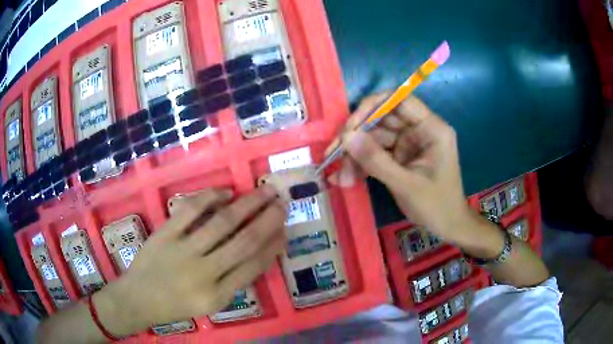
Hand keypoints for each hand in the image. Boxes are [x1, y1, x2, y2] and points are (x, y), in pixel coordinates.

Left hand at [94, 186, 286, 335]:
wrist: (138, 298)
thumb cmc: (176, 305)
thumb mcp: (210, 304)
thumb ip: (233, 281)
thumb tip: (258, 252)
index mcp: (217, 296)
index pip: (253, 266)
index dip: (273, 246)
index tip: (285, 230)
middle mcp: (203, 273)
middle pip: (243, 241)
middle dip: (267, 219)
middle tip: (282, 202)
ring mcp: (182, 250)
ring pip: (222, 222)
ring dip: (248, 203)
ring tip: (265, 190)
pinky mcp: (165, 234)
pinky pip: (191, 210)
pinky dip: (210, 197)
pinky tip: (225, 192)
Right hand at [329, 93, 474, 245]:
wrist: (448, 227)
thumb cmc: (436, 206)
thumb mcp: (406, 184)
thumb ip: (376, 160)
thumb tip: (346, 137)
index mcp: (431, 128)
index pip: (400, 101)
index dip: (373, 107)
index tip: (350, 126)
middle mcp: (419, 130)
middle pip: (383, 120)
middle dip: (357, 137)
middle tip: (334, 154)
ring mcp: (409, 144)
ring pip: (376, 139)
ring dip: (356, 156)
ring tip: (339, 176)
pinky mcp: (401, 157)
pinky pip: (377, 154)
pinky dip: (362, 165)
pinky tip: (346, 178)